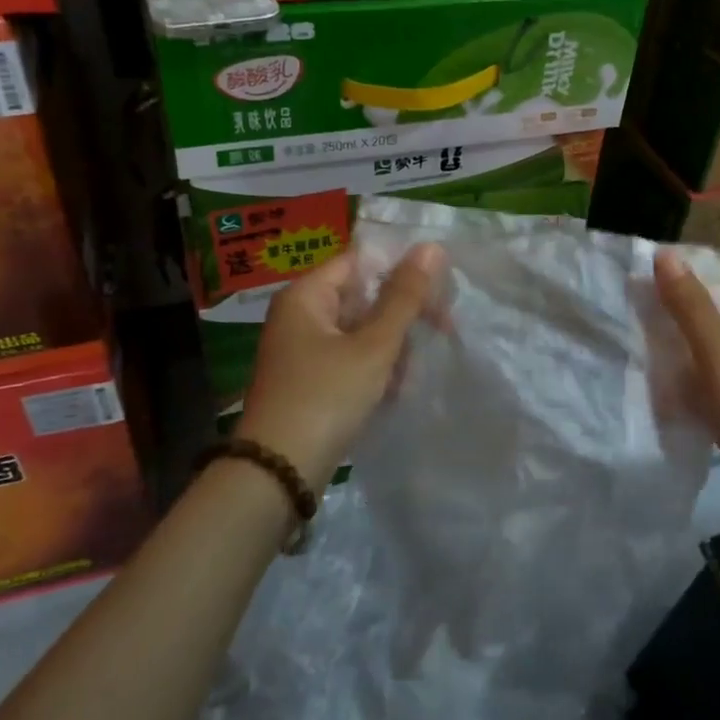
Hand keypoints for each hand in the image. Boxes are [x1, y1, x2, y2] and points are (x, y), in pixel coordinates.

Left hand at [238, 244, 444, 490]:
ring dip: (392, 348)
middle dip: (401, 317)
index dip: (402, 271)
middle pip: (363, 297)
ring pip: (361, 331)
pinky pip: (351, 360)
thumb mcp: (373, 345)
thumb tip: (431, 246)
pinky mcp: (311, 381)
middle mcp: (300, 315)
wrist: (278, 474)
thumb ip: (404, 297)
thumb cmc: (326, 397)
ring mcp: (303, 350)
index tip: (440, 292)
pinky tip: (395, 392)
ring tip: (409, 376)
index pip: (361, 261)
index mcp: (306, 295)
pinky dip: (375, 370)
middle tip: (441, 332)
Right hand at [654, 252, 719, 548]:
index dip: (680, 285)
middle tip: (620, 322)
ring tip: (626, 356)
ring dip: (671, 361)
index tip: (630, 285)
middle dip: (670, 326)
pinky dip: (680, 393)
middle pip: (710, 326)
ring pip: (703, 363)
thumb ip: (691, 312)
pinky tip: (648, 396)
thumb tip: (664, 255)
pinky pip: (705, 395)